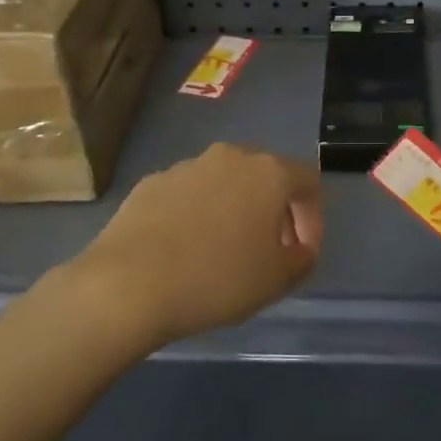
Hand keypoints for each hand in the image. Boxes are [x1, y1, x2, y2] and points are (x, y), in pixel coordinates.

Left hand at [65, 144, 322, 347]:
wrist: (128, 284)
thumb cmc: (216, 279)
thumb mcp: (277, 280)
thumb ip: (302, 259)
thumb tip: (299, 249)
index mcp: (268, 172)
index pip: (308, 183)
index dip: (313, 219)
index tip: (302, 253)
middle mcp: (229, 156)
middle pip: (265, 177)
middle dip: (274, 212)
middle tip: (268, 251)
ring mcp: (186, 166)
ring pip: (224, 184)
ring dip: (233, 211)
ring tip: (223, 253)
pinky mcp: (151, 183)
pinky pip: (188, 196)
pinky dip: (196, 216)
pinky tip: (185, 251)